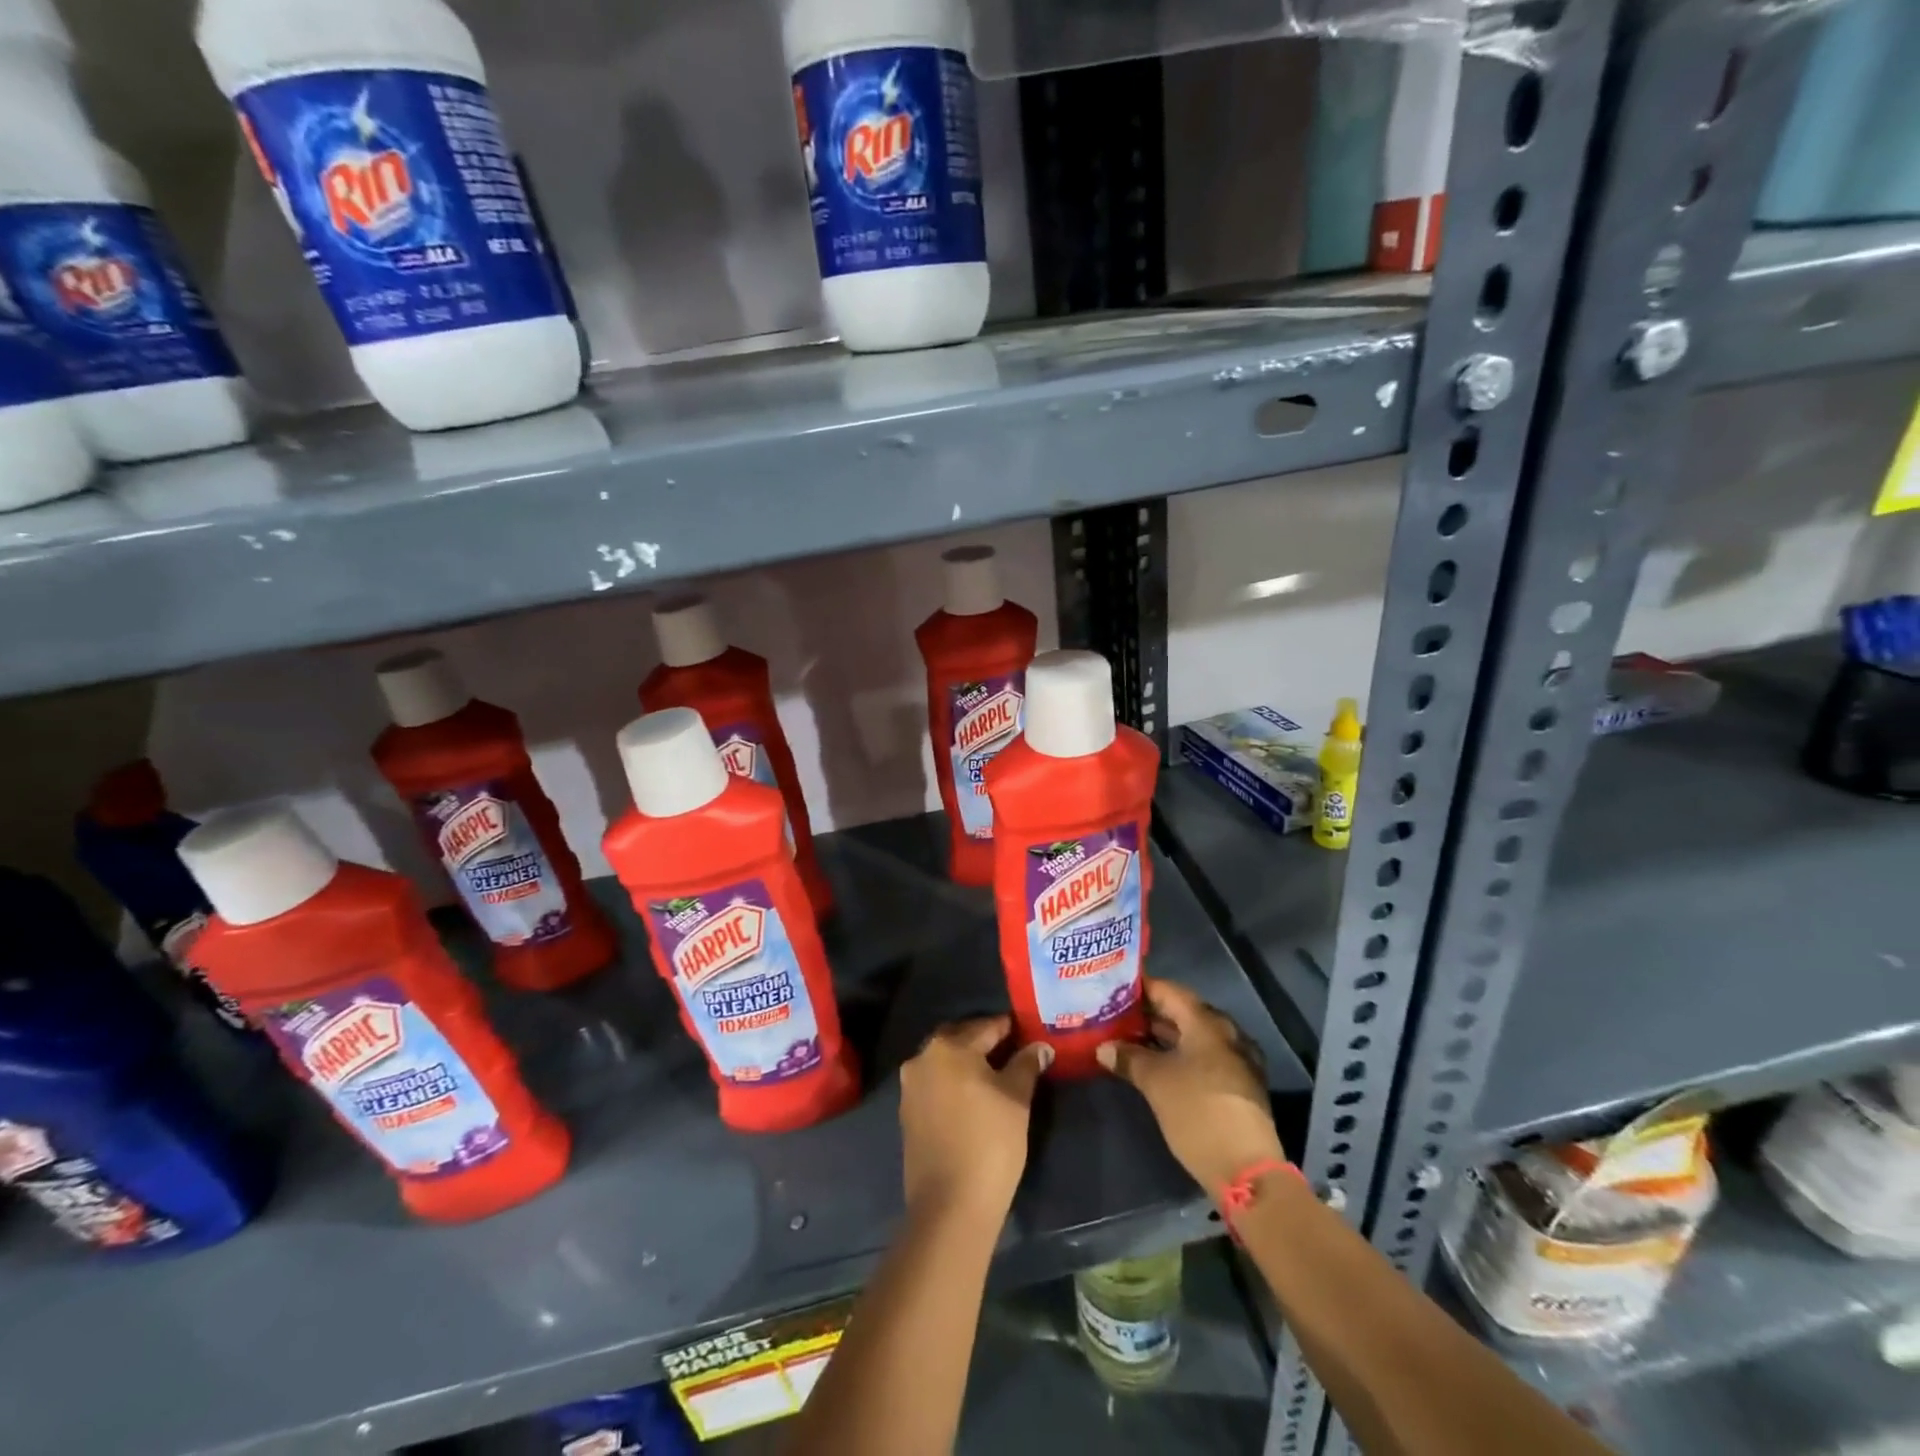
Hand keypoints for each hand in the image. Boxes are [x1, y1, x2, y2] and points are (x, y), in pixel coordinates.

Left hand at [899, 1017, 1051, 1222]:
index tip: (1028, 1032)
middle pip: (959, 1039)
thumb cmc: (990, 1142)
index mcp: (948, 1047)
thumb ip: (1026, 1065)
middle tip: (1013, 1052)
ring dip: (967, 1063)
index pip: (986, 1027)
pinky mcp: (908, 1114)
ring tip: (997, 1076)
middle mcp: (922, 1059)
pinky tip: (974, 1099)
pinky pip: (935, 1085)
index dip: (1010, 1029)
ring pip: (945, 1062)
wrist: (950, 1206)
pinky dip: (954, 1084)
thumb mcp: (1017, 1099)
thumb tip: (1039, 1046)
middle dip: (984, 1042)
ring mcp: (911, 1088)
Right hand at [1097, 978, 1286, 1193]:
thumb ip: (1128, 1058)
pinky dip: (1178, 1055)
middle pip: (1181, 1012)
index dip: (1140, 987)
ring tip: (1127, 1038)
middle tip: (1115, 1014)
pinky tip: (1155, 1065)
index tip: (1112, 988)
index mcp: (1206, 1023)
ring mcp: (1234, 1059)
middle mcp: (1224, 1033)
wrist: (1246, 1168)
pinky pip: (1202, 1057)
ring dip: (1162, 1037)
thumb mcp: (1155, 1082)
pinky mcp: (1236, 1084)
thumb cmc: (1197, 1112)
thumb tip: (1104, 1047)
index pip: (1168, 990)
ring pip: (1192, 1037)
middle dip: (1148, 1014)